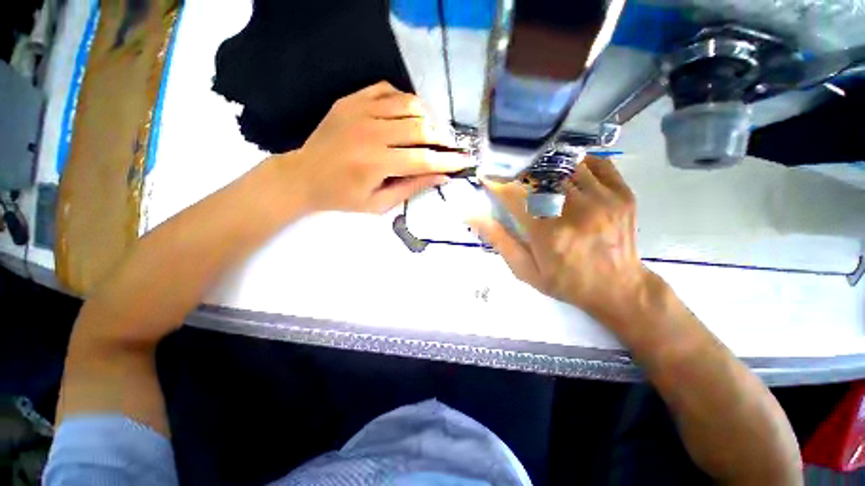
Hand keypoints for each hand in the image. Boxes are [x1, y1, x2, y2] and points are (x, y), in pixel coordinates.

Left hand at [281, 81, 471, 213]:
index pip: (424, 159)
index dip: (448, 161)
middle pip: (420, 127)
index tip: (465, 161)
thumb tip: (441, 176)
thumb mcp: (379, 204)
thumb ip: (412, 187)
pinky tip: (407, 115)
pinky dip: (404, 100)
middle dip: (442, 138)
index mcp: (376, 164)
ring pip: (409, 104)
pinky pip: (388, 90)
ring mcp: (359, 111)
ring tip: (432, 131)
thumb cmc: (343, 197)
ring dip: (427, 117)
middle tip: (450, 146)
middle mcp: (370, 133)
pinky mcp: (351, 100)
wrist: (303, 176)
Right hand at [470, 156, 654, 326]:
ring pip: (565, 165)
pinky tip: (566, 173)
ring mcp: (604, 199)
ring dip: (545, 167)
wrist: (618, 288)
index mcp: (548, 232)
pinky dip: (576, 162)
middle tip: (511, 177)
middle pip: (539, 175)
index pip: (514, 194)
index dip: (497, 182)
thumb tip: (472, 216)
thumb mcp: (524, 269)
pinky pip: (596, 163)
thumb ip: (499, 240)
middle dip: (519, 172)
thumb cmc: (565, 282)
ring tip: (537, 176)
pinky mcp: (622, 193)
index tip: (486, 176)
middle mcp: (576, 210)